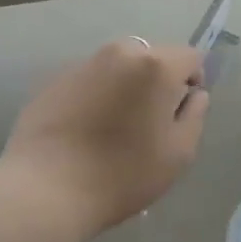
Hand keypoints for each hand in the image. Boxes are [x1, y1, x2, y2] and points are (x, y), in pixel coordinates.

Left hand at [0, 38, 207, 239]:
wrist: (45, 189)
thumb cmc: (122, 174)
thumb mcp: (179, 153)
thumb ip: (195, 115)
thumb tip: (193, 94)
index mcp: (155, 65)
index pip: (190, 57)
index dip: (192, 83)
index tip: (179, 115)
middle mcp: (120, 52)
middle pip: (153, 57)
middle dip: (157, 83)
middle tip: (147, 124)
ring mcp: (84, 63)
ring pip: (119, 67)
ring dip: (125, 87)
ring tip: (113, 128)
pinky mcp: (55, 79)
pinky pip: (90, 80)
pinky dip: (95, 96)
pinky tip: (84, 131)